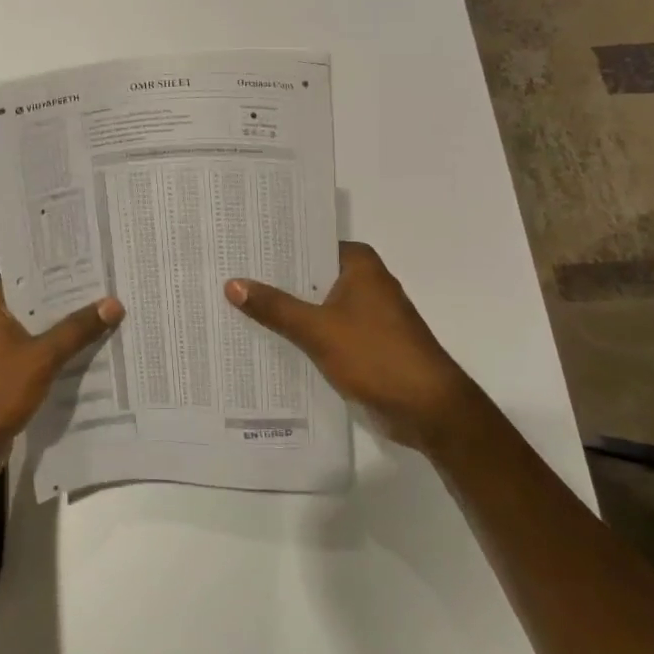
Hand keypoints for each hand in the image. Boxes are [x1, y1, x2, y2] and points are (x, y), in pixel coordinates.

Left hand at [0, 284, 123, 486]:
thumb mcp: (41, 357)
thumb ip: (77, 330)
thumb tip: (114, 303)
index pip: (37, 275)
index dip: (70, 273)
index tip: (104, 266)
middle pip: (42, 305)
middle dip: (76, 305)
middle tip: (119, 294)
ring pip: (42, 334)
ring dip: (70, 334)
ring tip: (115, 322)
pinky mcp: (5, 376)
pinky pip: (39, 359)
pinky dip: (60, 359)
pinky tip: (94, 358)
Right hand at [225, 241, 481, 453]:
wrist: (429, 410)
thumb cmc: (377, 356)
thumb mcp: (318, 329)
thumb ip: (275, 307)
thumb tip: (232, 284)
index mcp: (359, 264)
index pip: (307, 244)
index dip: (273, 247)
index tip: (236, 247)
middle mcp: (363, 281)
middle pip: (308, 275)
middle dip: (272, 280)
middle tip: (224, 274)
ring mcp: (364, 314)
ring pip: (313, 304)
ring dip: (284, 309)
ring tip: (233, 304)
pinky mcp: (362, 342)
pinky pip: (322, 329)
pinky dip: (299, 333)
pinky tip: (263, 338)